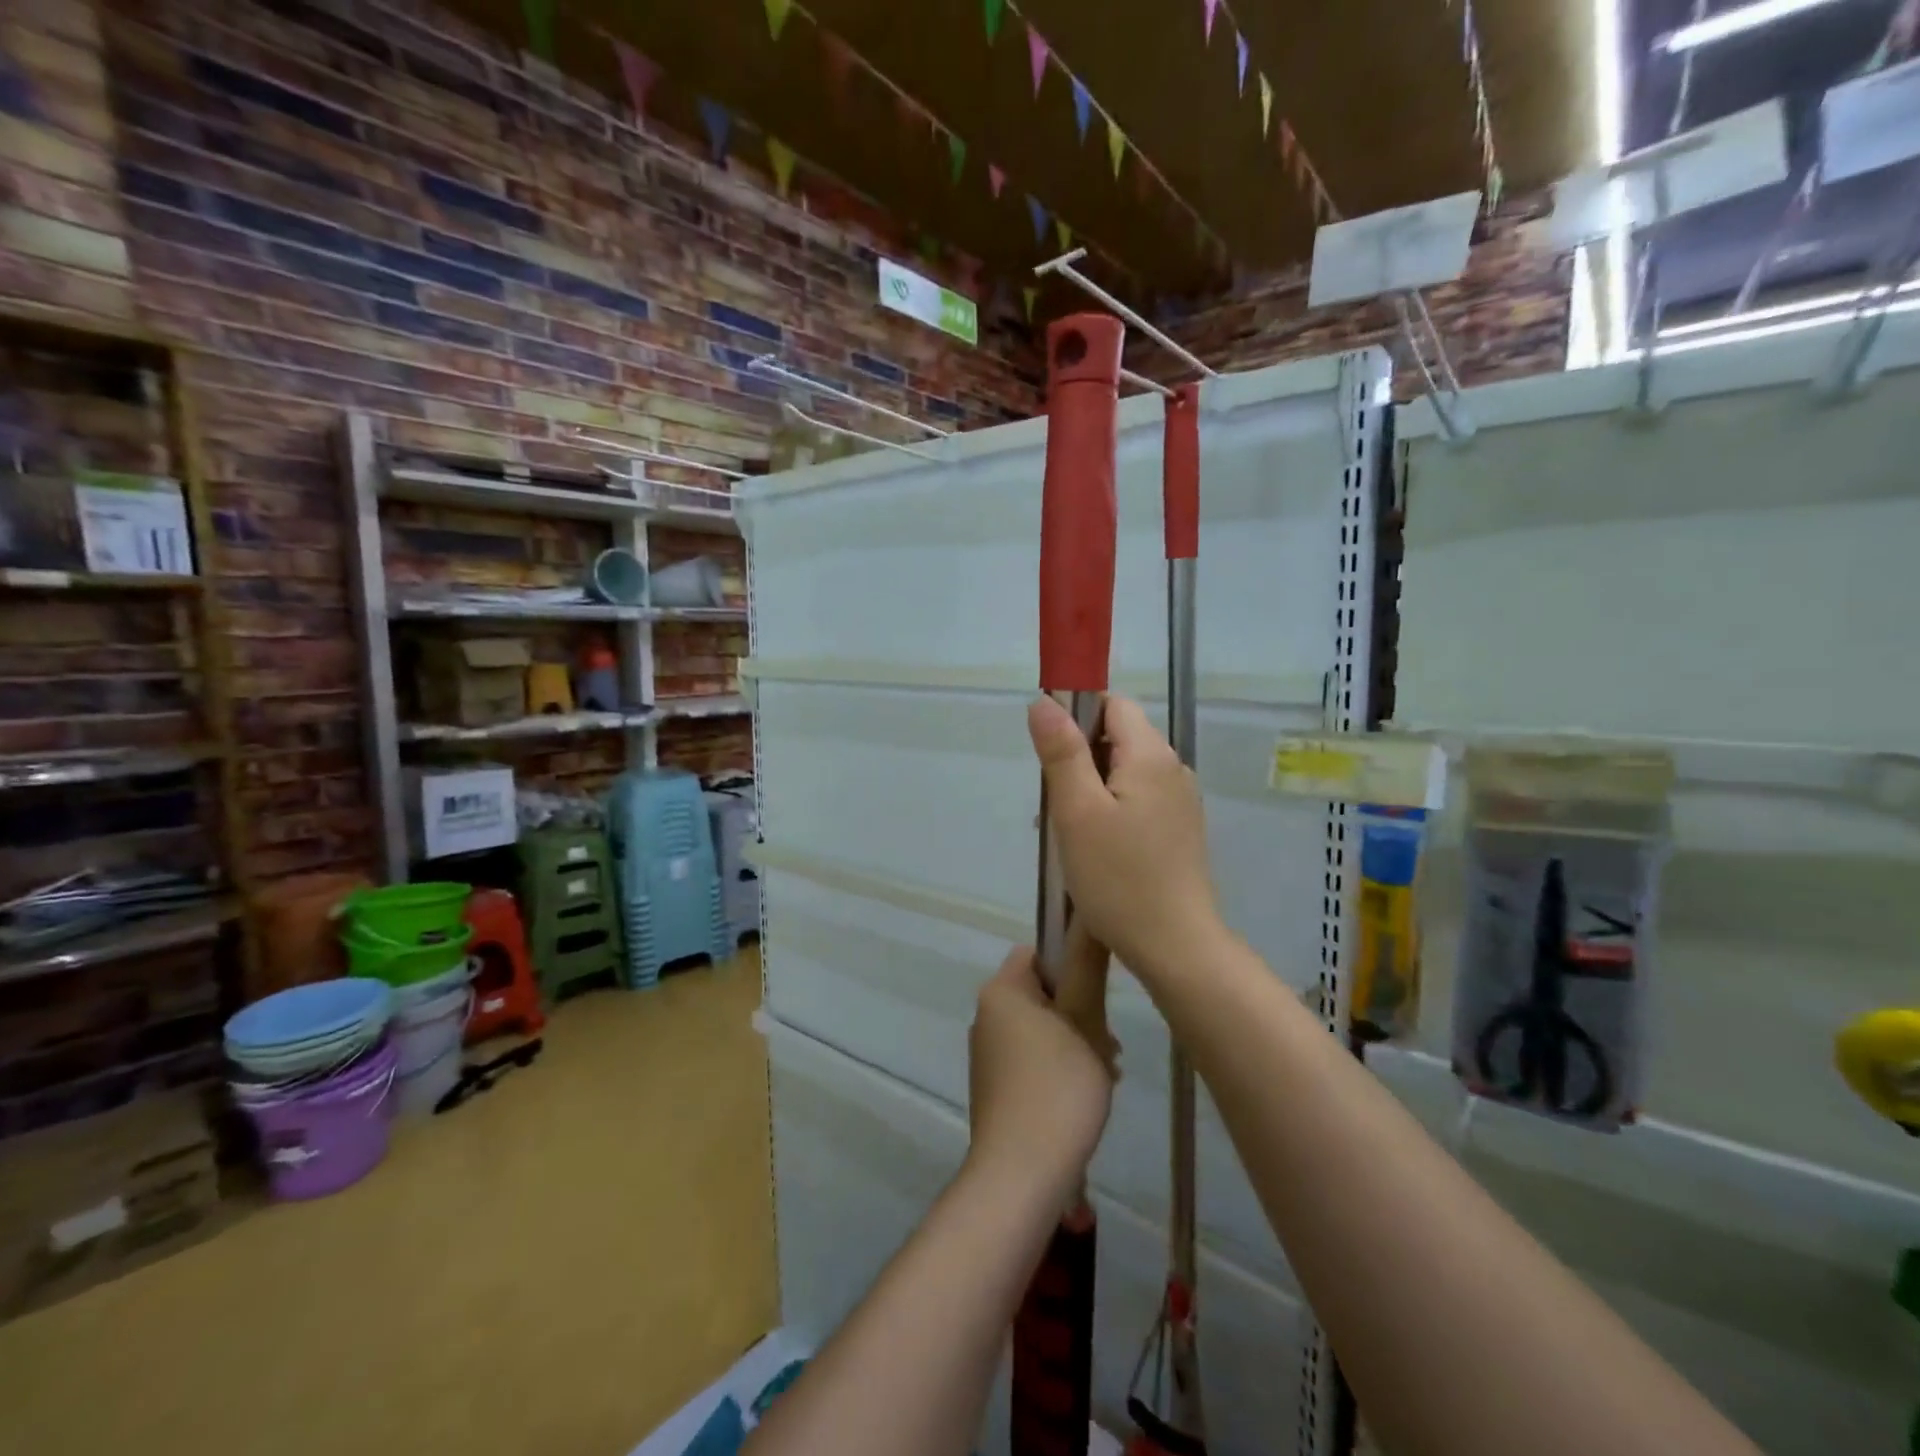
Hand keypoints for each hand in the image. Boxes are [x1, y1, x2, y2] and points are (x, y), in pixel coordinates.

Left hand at [967, 929, 1116, 1205]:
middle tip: (1110, 1045)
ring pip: (1041, 1030)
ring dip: (1076, 1043)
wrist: (1021, 1173)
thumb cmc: (1057, 1088)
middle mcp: (986, 1016)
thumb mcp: (1085, 1024)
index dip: (1070, 966)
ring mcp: (987, 1054)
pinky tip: (1083, 1096)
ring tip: (1105, 1075)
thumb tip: (1087, 922)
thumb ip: (1087, 971)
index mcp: (1001, 992)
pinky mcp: (994, 1086)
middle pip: (1041, 994)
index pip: (1036, 953)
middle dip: (1080, 1013)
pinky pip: (1031, 1060)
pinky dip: (1058, 1069)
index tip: (1099, 996)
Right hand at [1028, 694, 1220, 985]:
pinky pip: (1138, 800)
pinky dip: (1110, 810)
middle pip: (1118, 738)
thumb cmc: (1118, 878)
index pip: (1112, 705)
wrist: (1175, 946)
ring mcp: (1180, 801)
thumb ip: (1062, 752)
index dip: (1077, 717)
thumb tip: (1044, 701)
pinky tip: (1094, 848)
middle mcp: (1173, 768)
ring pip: (1125, 772)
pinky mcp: (1179, 829)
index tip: (1051, 755)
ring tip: (1067, 832)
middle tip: (1054, 804)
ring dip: (1091, 789)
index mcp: (1151, 755)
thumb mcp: (1077, 811)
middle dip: (1080, 759)